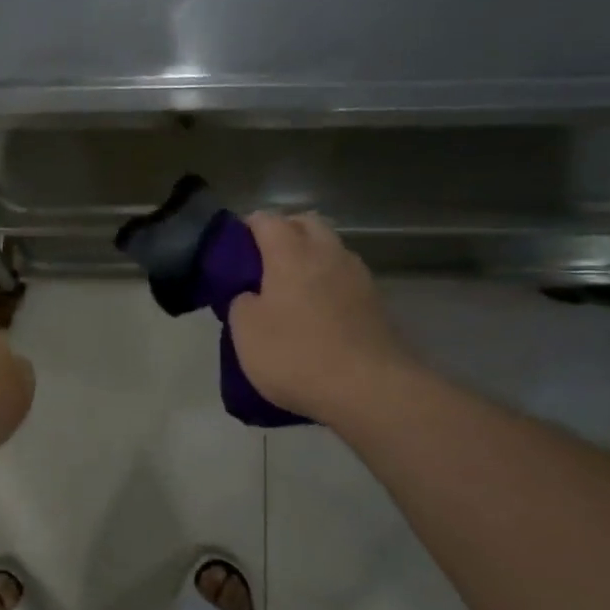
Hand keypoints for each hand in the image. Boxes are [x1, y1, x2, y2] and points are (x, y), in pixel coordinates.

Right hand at [229, 213, 415, 424]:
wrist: (369, 390)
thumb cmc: (295, 355)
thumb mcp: (245, 332)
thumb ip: (241, 302)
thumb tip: (251, 295)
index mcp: (291, 253)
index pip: (266, 219)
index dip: (247, 227)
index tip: (233, 249)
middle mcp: (328, 253)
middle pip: (306, 223)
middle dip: (284, 232)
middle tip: (263, 262)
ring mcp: (358, 276)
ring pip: (330, 249)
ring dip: (310, 257)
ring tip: (291, 288)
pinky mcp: (376, 303)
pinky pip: (345, 278)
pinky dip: (328, 283)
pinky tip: (318, 311)